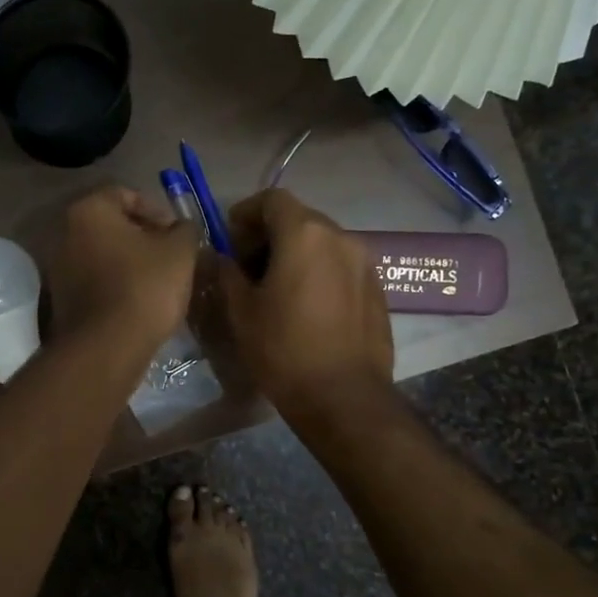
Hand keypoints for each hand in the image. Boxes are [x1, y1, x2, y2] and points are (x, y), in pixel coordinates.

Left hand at [45, 186, 198, 353]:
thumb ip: (185, 229)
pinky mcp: (60, 298)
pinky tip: (138, 302)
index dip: (158, 211)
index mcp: (89, 210)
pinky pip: (94, 280)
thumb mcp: (180, 251)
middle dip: (144, 237)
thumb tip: (182, 228)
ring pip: (103, 254)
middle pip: (112, 225)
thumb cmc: (144, 286)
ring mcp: (58, 267)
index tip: (178, 234)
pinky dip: (115, 284)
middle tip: (171, 256)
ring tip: (159, 281)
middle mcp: (64, 232)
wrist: (106, 346)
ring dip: (130, 262)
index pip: (127, 194)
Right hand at [216, 189, 392, 410]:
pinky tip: (306, 307)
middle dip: (268, 234)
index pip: (271, 199)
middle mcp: (340, 237)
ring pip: (321, 242)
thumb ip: (226, 273)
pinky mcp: (377, 289)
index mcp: (304, 234)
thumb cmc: (283, 349)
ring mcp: (364, 263)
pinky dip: (318, 272)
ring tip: (276, 289)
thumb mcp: (241, 310)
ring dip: (295, 254)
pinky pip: (340, 266)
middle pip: (299, 218)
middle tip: (247, 268)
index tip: (229, 241)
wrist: (344, 397)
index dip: (245, 213)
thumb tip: (220, 257)